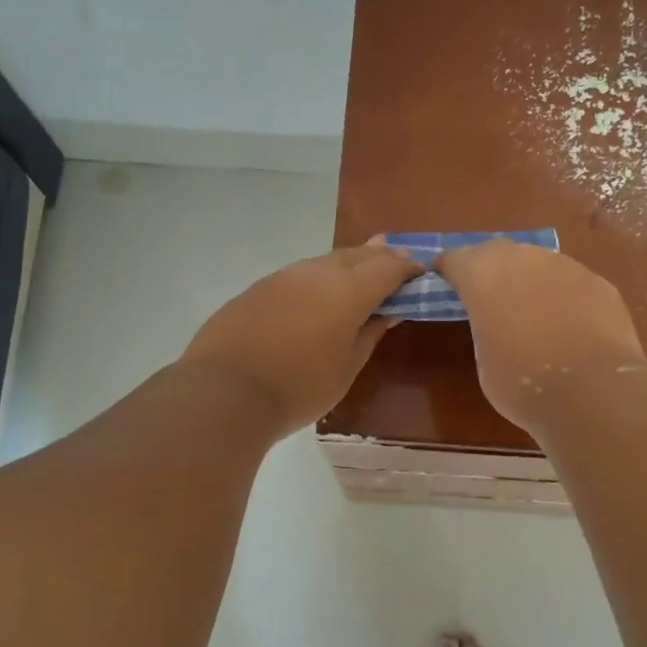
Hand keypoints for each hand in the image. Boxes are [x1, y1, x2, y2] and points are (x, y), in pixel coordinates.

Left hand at [180, 240, 420, 435]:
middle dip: (380, 257)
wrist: (226, 391)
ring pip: (326, 261)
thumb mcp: (347, 367)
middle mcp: (318, 272)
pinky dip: (318, 277)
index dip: (407, 269)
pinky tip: (318, 291)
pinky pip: (300, 274)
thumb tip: (387, 312)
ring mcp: (284, 276)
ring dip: (348, 262)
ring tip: (361, 267)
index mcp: (349, 290)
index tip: (419, 273)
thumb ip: (370, 333)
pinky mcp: (259, 287)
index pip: (388, 267)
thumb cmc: (299, 387)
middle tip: (396, 259)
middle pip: (357, 255)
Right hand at [438, 239, 646, 431]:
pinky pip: (571, 282)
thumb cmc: (522, 384)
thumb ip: (486, 328)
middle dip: (490, 269)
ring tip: (532, 311)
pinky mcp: (598, 282)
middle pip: (497, 253)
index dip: (448, 271)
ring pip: (538, 264)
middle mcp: (522, 259)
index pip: (454, 260)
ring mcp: (565, 266)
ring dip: (530, 280)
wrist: (591, 392)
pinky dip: (564, 296)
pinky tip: (569, 324)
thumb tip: (499, 324)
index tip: (445, 282)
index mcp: (482, 276)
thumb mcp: (484, 358)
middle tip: (488, 295)